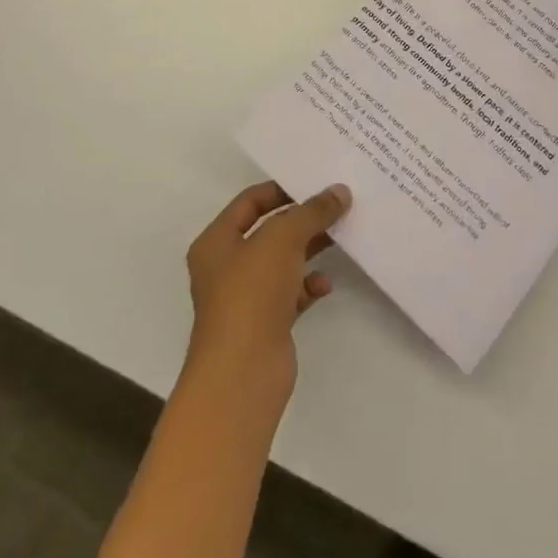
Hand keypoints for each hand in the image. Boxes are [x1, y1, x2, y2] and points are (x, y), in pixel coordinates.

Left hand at [184, 182, 351, 400]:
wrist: (242, 374)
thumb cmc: (251, 293)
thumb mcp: (284, 238)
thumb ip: (312, 211)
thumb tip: (340, 191)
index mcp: (216, 242)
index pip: (250, 201)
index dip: (282, 189)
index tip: (315, 182)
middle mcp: (227, 267)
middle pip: (270, 231)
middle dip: (302, 220)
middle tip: (336, 205)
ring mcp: (246, 298)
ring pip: (283, 262)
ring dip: (310, 250)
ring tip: (340, 238)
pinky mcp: (266, 324)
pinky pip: (292, 294)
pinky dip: (309, 285)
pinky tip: (326, 284)